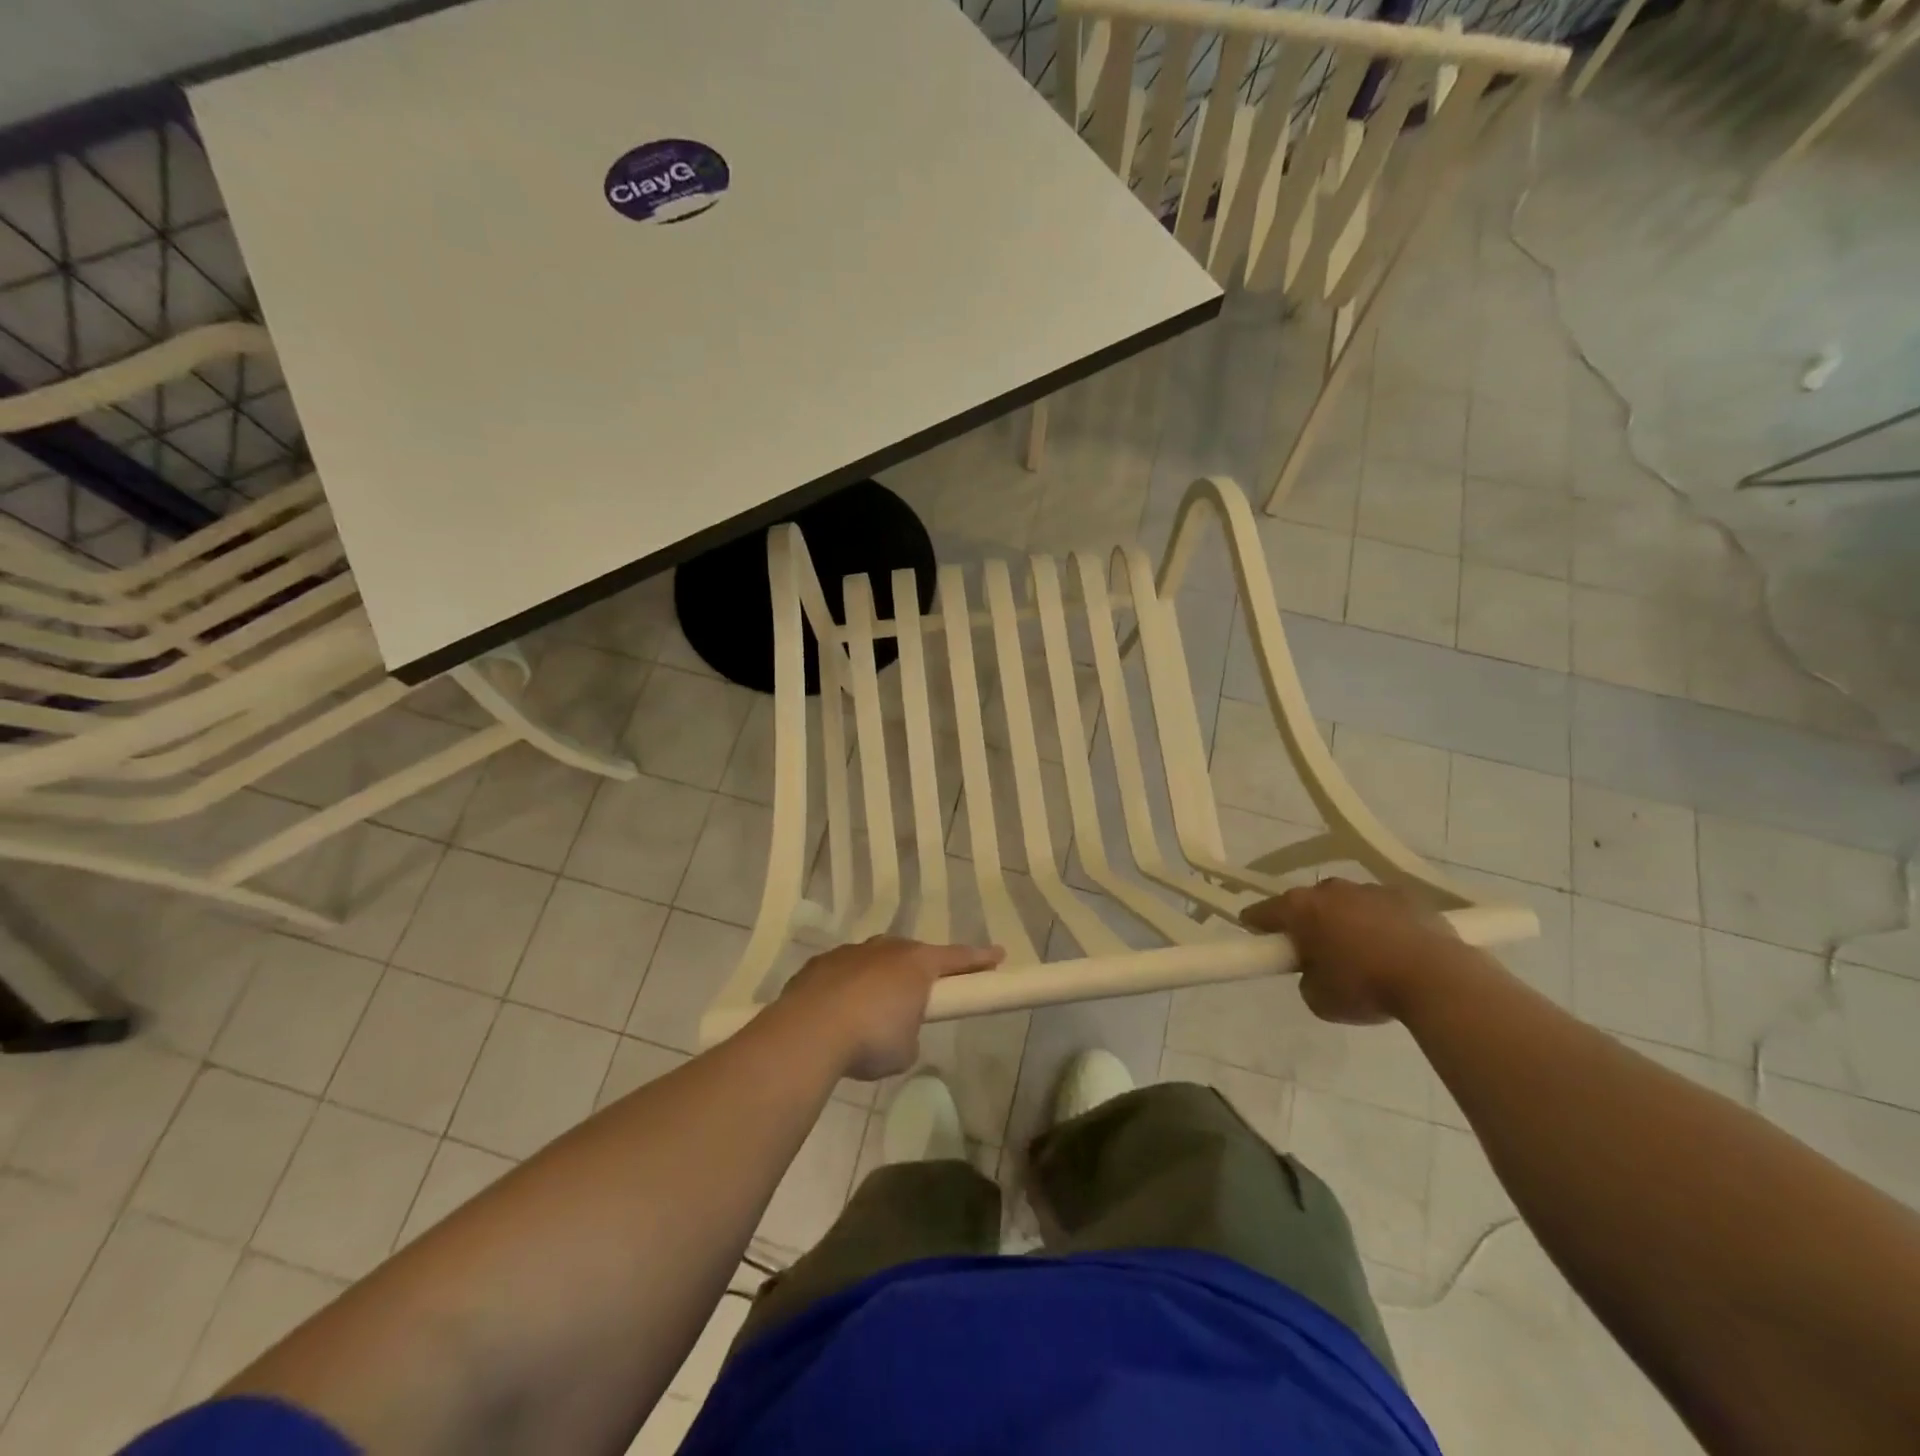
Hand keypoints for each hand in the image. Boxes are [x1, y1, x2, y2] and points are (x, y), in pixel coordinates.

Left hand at [776, 936, 1005, 1079]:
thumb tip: (897, 1029)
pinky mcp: (819, 964)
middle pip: (912, 954)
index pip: (957, 958)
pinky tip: (839, 1012)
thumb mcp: (905, 1049)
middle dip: (921, 970)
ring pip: (874, 960)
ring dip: (879, 978)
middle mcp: (885, 949)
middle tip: (923, 992)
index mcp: (916, 964)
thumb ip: (910, 1033)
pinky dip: (847, 988)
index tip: (998, 955)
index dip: (980, 959)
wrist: (808, 1033)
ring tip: (872, 1010)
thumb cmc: (870, 1039)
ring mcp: (849, 953)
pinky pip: (843, 973)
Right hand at [1241, 878, 1463, 1024]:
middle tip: (1317, 954)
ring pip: (1347, 904)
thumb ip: (1306, 979)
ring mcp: (1370, 889)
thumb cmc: (1366, 987)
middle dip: (1308, 924)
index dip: (1257, 926)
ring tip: (1364, 955)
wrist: (1438, 979)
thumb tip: (1317, 971)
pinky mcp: (1408, 896)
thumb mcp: (1318, 999)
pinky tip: (1396, 951)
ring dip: (1347, 922)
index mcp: (1301, 908)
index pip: (1262, 912)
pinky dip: (1382, 924)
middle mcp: (1330, 890)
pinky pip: (1383, 909)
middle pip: (1307, 904)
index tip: (1259, 939)